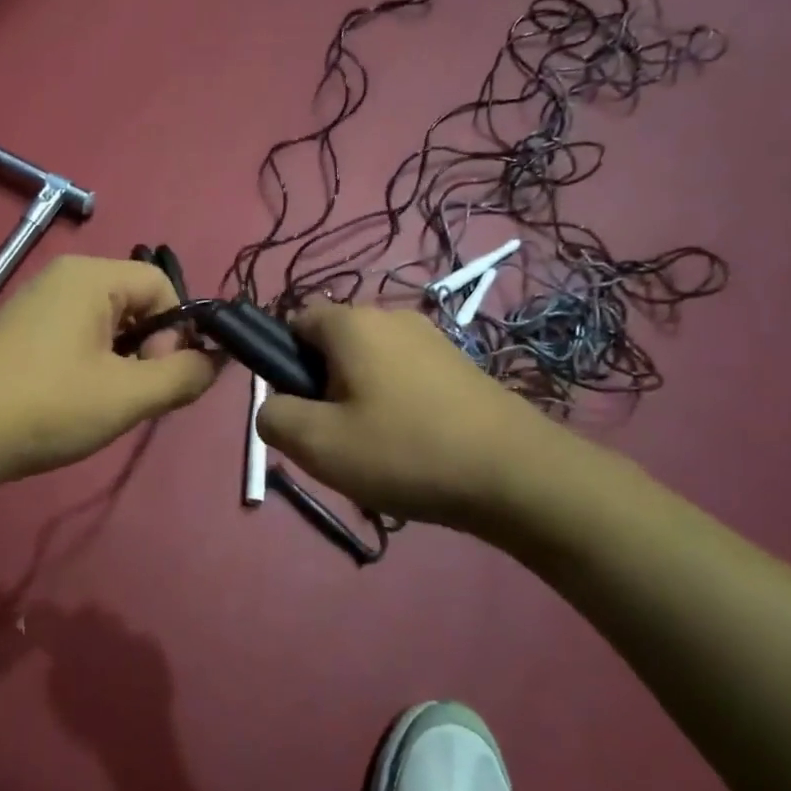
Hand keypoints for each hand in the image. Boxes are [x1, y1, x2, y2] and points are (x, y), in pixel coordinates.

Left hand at [0, 255, 217, 489]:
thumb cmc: (45, 407)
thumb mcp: (127, 395)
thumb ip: (184, 375)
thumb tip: (218, 360)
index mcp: (91, 276)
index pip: (165, 287)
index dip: (177, 333)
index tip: (159, 378)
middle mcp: (65, 279)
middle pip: (137, 305)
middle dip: (149, 352)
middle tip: (134, 397)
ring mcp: (38, 305)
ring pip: (109, 327)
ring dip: (122, 366)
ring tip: (103, 406)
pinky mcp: (21, 335)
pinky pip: (78, 340)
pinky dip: (92, 369)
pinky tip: (75, 404)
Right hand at [256, 303, 617, 537]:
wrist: (516, 474)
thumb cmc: (405, 451)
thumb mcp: (318, 444)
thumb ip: (273, 417)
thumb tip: (273, 405)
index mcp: (351, 323)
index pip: (293, 321)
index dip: (283, 363)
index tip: (299, 409)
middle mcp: (391, 316)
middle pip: (333, 345)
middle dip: (323, 388)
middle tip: (336, 440)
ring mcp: (431, 339)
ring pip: (370, 364)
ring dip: (360, 400)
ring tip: (377, 452)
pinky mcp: (459, 365)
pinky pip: (405, 377)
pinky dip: (396, 406)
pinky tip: (413, 449)